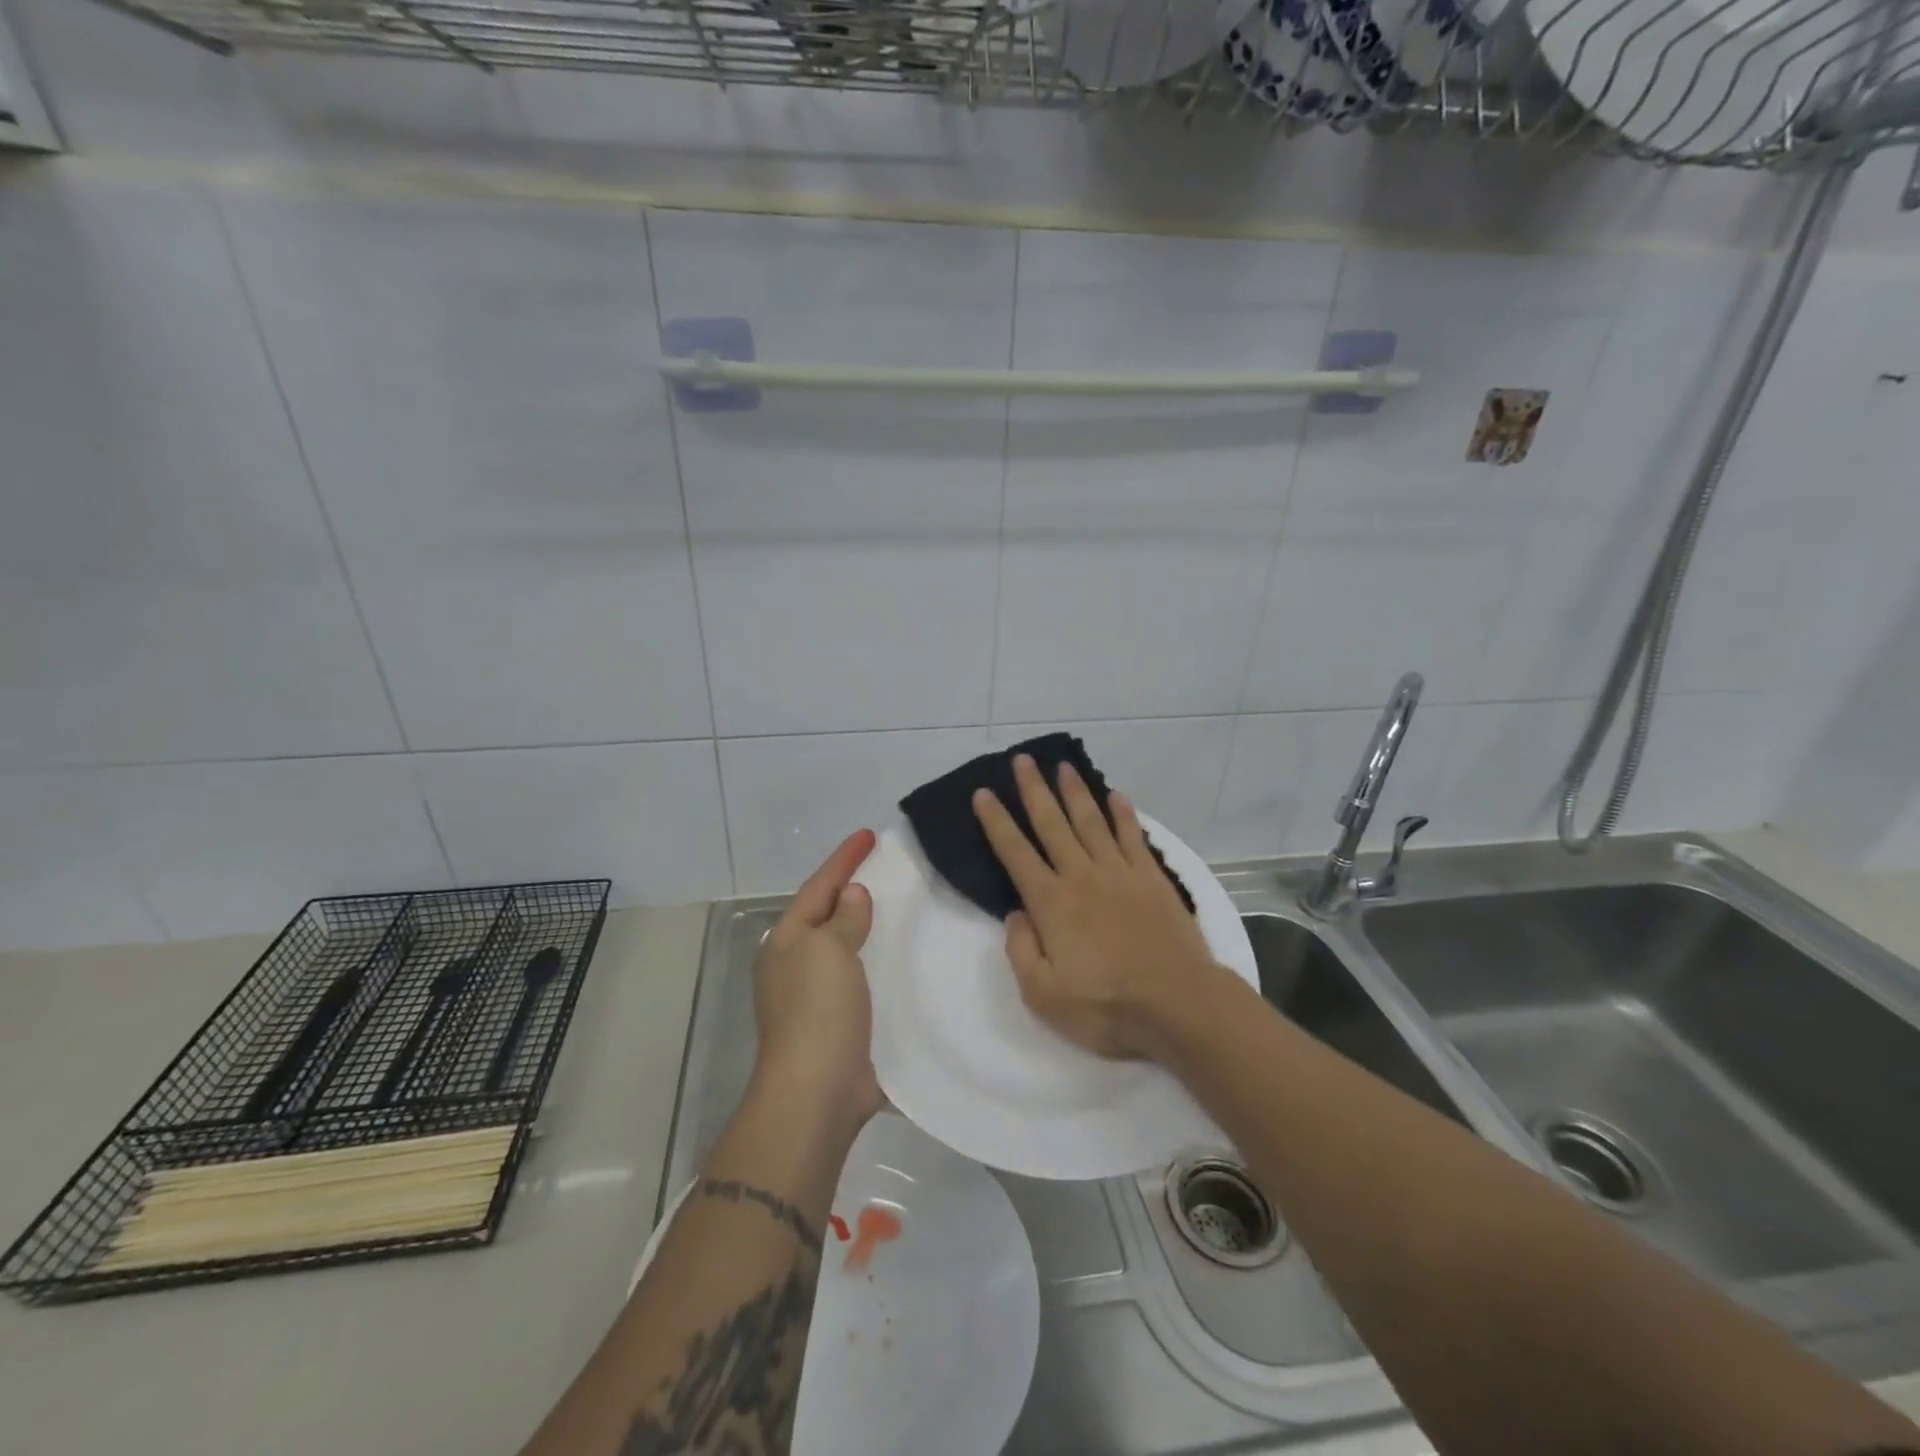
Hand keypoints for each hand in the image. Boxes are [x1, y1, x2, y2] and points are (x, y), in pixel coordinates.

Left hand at [751, 829, 883, 1136]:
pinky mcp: (844, 1022)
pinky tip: (908, 957)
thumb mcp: (828, 952)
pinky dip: (883, 961)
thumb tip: (853, 895)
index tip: (869, 835)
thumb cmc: (817, 1013)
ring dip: (871, 925)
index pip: (819, 887)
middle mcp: (798, 964)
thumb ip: (843, 919)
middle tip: (888, 866)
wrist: (816, 1093)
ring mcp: (819, 996)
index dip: (843, 859)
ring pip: (849, 946)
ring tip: (904, 904)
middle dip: (854, 889)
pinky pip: (865, 977)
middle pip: (830, 914)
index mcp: (788, 942)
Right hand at [972, 756, 1222, 1061]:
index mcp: (1051, 903)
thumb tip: (1015, 914)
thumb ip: (1021, 950)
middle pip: (1052, 824)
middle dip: (1034, 790)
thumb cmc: (1107, 1007)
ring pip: (1091, 822)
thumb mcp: (1044, 995)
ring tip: (1062, 766)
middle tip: (1022, 760)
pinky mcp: (1152, 879)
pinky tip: (1116, 795)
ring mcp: (1120, 874)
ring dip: (1075, 792)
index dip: (996, 822)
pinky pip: (1133, 837)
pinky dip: (1123, 814)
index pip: (1015, 853)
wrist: (1179, 1005)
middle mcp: (1082, 877)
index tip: (983, 793)